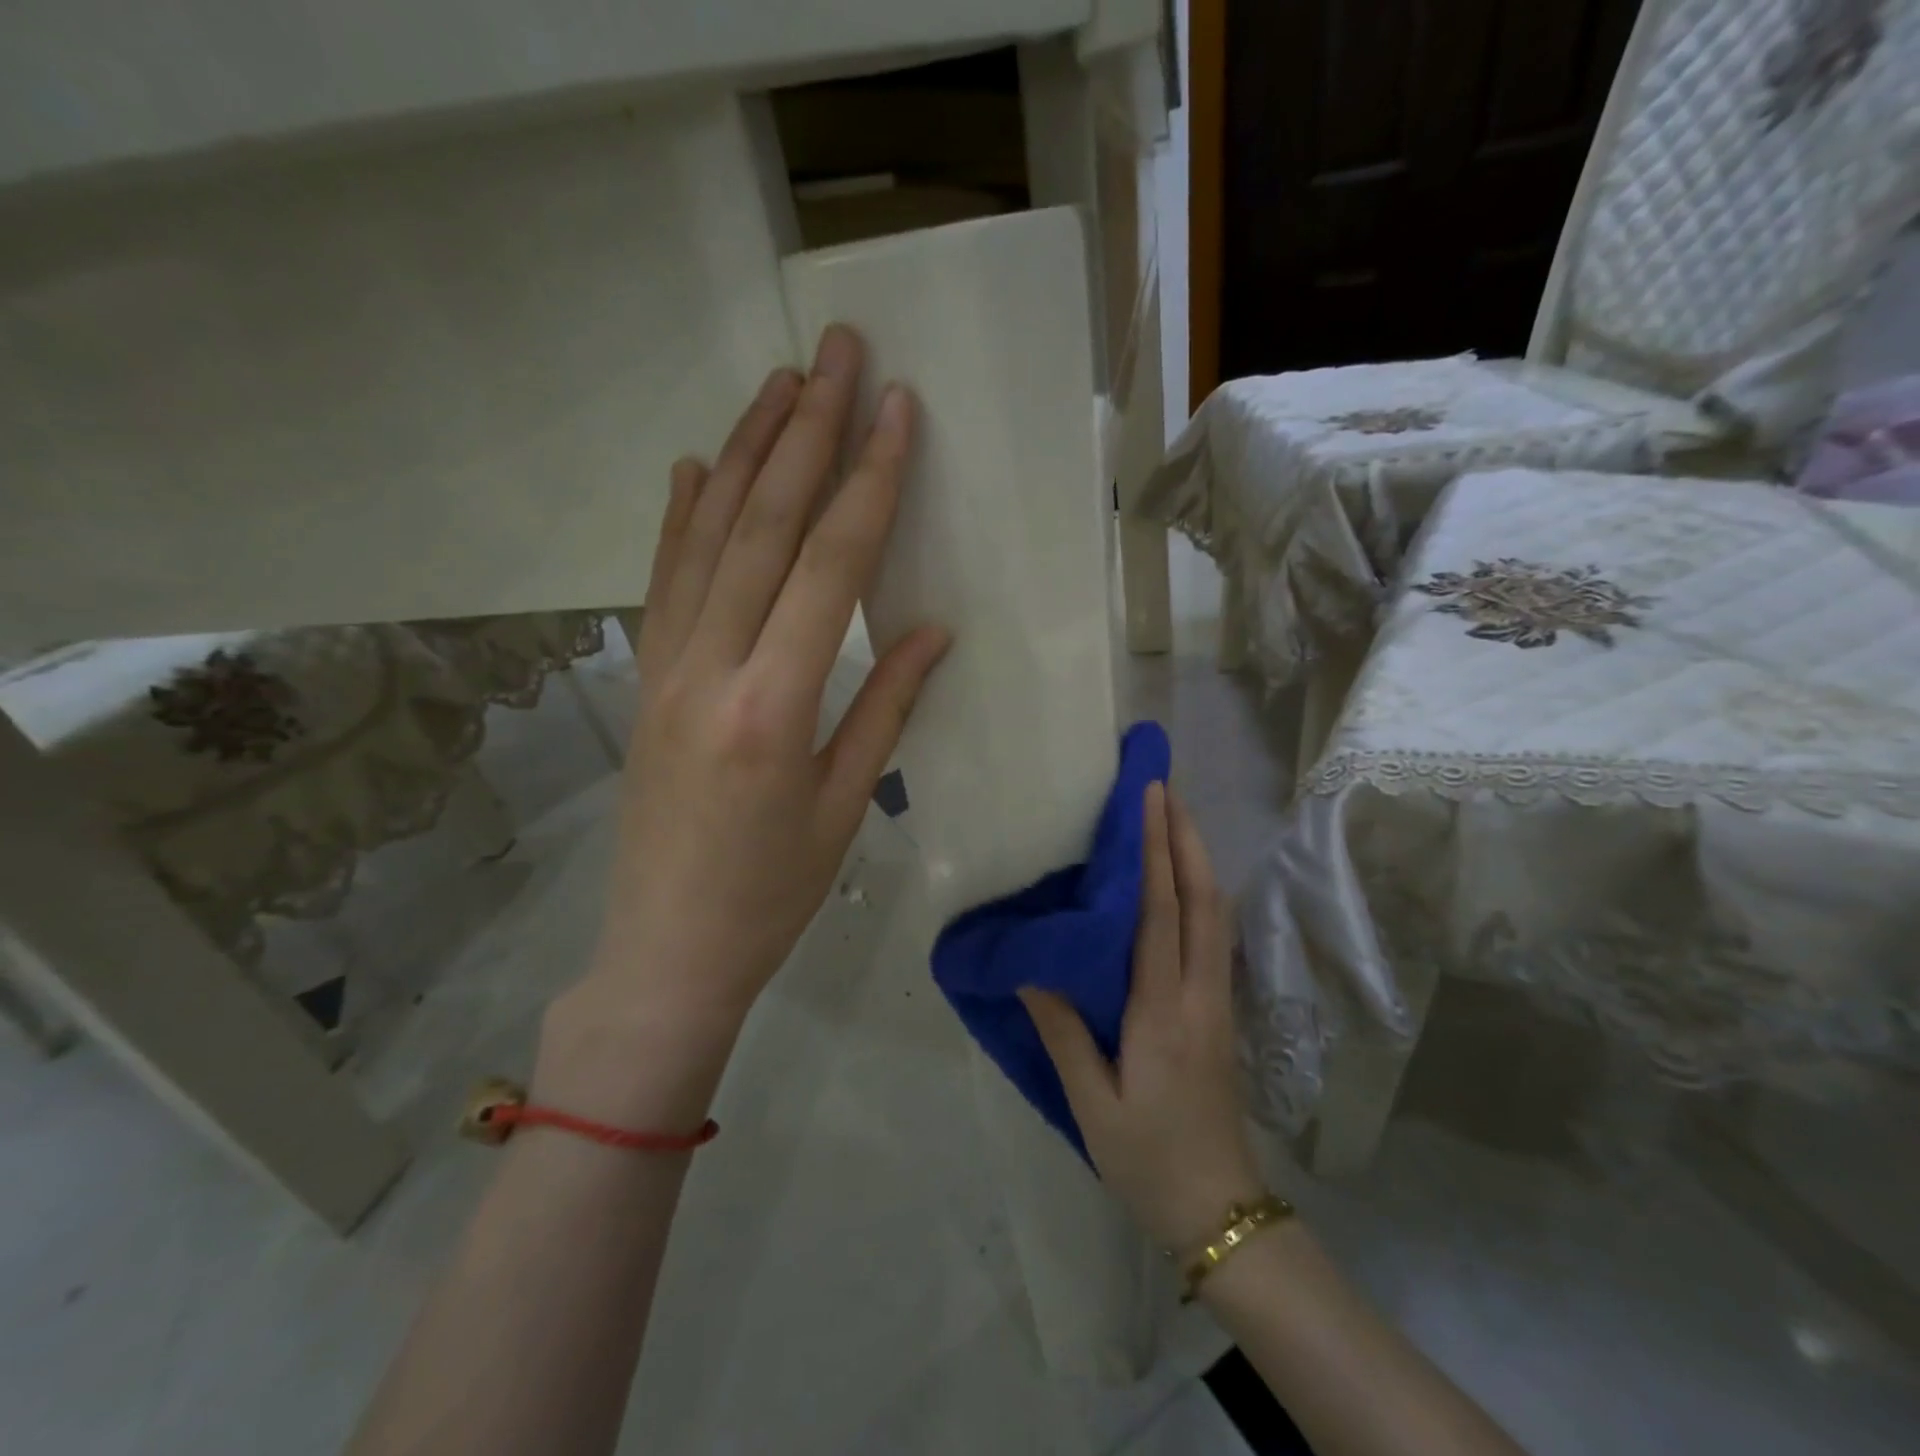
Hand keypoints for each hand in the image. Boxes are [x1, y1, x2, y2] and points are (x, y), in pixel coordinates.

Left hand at [593, 326, 949, 1026]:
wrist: (666, 949)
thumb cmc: (772, 895)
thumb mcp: (843, 806)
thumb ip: (886, 707)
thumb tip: (932, 629)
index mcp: (775, 706)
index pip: (830, 568)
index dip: (868, 483)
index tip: (896, 411)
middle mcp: (711, 668)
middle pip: (763, 527)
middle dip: (807, 432)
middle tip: (835, 353)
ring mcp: (665, 668)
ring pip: (706, 538)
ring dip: (746, 453)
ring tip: (779, 383)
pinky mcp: (642, 680)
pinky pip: (663, 580)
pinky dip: (681, 516)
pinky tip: (697, 465)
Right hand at [1020, 785, 1261, 1251]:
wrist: (1219, 1210)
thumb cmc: (1147, 1158)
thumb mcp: (1091, 1102)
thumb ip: (1062, 1030)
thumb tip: (1031, 967)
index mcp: (1162, 1011)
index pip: (1160, 913)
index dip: (1154, 851)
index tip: (1148, 799)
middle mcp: (1199, 993)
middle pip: (1203, 899)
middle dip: (1186, 837)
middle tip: (1164, 788)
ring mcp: (1218, 1001)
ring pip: (1217, 914)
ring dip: (1198, 859)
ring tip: (1175, 818)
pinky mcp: (1221, 1011)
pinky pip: (1215, 935)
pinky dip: (1202, 892)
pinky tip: (1186, 880)